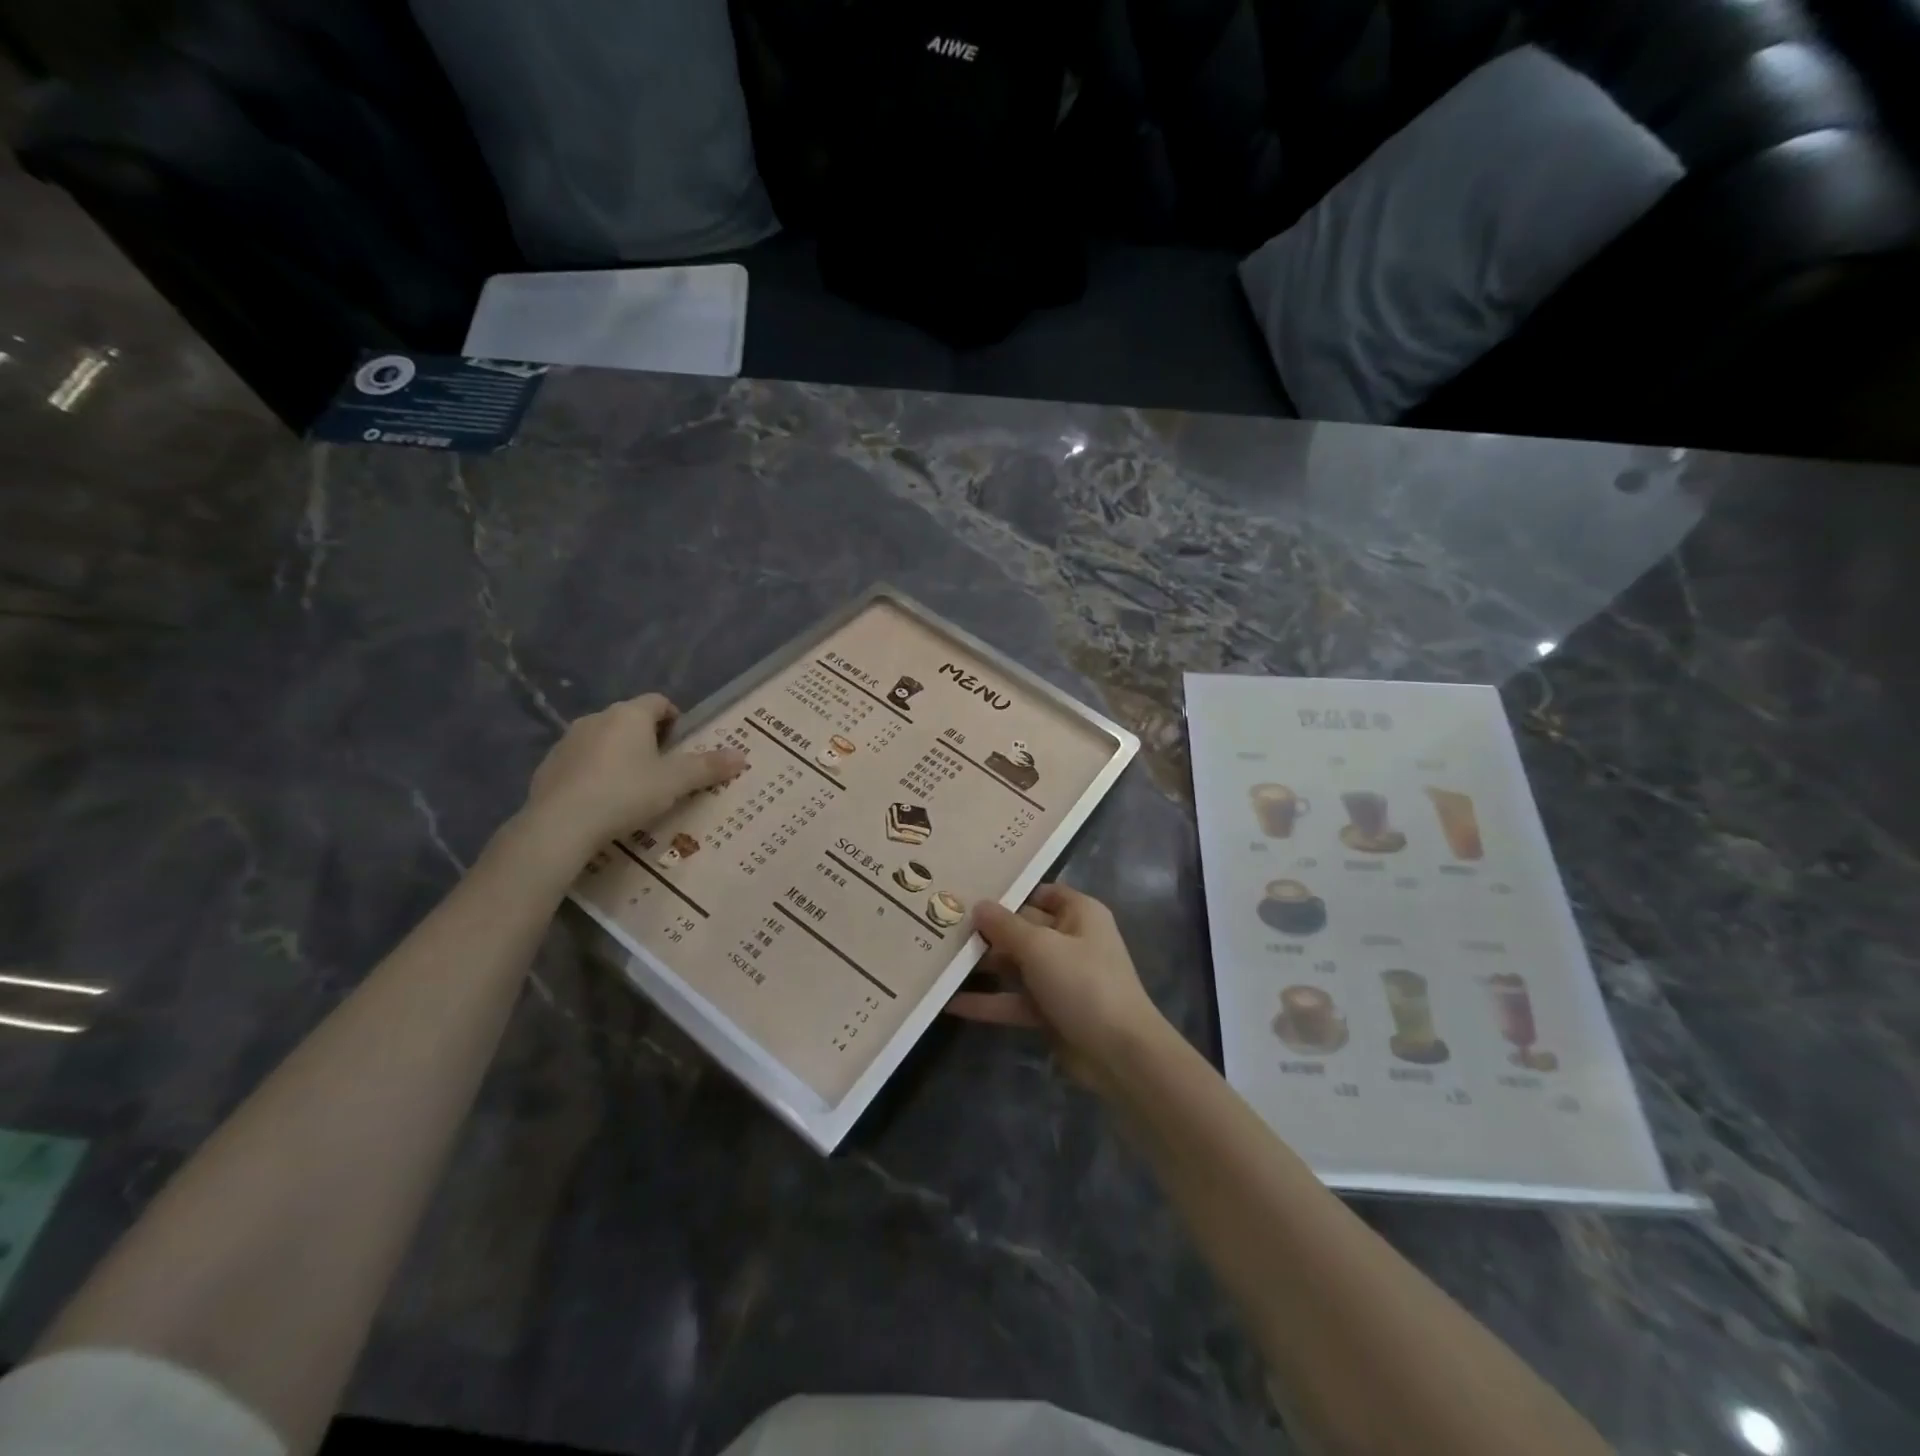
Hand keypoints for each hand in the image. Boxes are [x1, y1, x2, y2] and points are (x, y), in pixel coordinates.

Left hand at [517, 694, 745, 862]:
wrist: (560, 824)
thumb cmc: (626, 793)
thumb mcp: (675, 782)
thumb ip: (708, 767)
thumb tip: (742, 755)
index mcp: (630, 715)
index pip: (659, 701)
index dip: (675, 718)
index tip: (683, 744)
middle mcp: (598, 718)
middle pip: (630, 720)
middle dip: (648, 739)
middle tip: (664, 770)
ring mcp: (568, 741)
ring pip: (604, 740)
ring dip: (620, 755)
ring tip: (633, 788)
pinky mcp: (548, 766)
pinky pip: (581, 762)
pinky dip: (594, 773)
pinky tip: (602, 801)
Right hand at [946, 883, 1169, 1093]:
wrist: (1120, 1054)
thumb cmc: (1083, 983)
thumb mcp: (1040, 947)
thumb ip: (1005, 925)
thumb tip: (978, 905)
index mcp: (1080, 914)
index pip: (1041, 893)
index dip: (1010, 891)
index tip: (970, 890)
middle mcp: (1071, 940)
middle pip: (1023, 928)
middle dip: (987, 930)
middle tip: (942, 924)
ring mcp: (1061, 978)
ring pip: (1016, 965)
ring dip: (983, 965)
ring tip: (938, 959)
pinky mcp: (1051, 1011)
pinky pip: (1014, 1000)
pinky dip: (987, 1002)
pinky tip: (949, 1002)